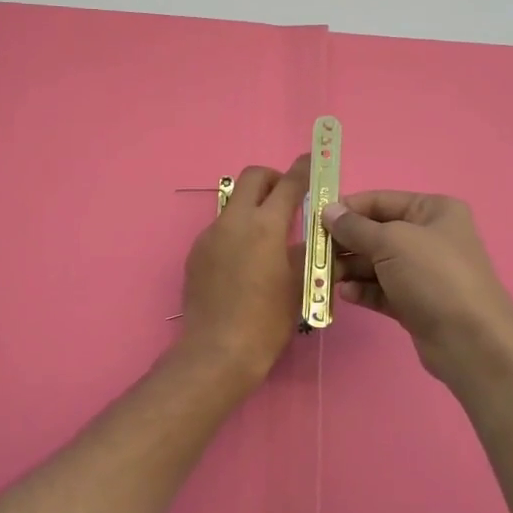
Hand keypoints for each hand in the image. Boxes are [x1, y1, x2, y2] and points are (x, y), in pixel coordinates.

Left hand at [177, 157, 308, 383]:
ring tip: (268, 239)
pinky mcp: (195, 253)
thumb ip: (308, 251)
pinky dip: (237, 232)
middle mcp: (234, 221)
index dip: (304, 169)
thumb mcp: (299, 285)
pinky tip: (245, 263)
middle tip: (288, 199)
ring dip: (253, 208)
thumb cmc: (268, 321)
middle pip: (253, 178)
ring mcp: (209, 235)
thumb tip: (316, 235)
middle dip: (273, 179)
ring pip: (234, 204)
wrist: (218, 351)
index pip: (289, 183)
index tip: (313, 161)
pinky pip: (220, 229)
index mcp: (265, 226)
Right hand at [325, 191, 512, 387]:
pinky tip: (346, 296)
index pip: (380, 201)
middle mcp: (429, 237)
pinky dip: (363, 290)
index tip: (315, 221)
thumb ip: (355, 227)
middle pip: (375, 233)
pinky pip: (381, 290)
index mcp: (432, 210)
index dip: (347, 209)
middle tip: (314, 255)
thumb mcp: (391, 242)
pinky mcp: (415, 302)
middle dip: (344, 243)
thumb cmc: (434, 277)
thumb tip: (327, 211)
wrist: (472, 341)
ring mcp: (422, 272)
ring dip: (349, 269)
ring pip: (375, 264)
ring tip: (326, 279)